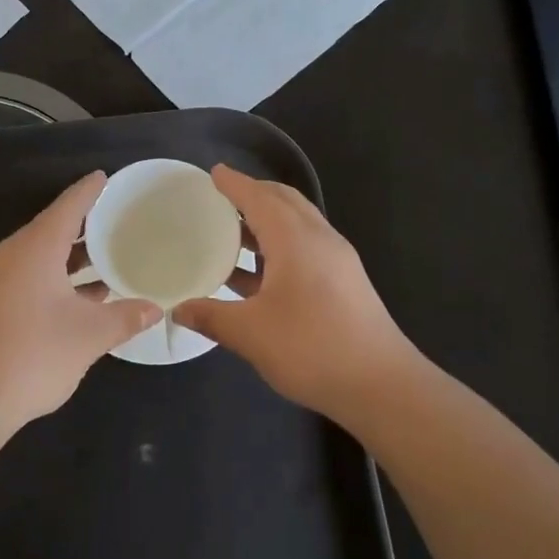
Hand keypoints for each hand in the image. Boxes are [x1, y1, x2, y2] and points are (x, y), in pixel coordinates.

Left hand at [0, 172, 161, 431]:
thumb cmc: (33, 355)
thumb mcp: (89, 336)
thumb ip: (125, 317)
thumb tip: (154, 308)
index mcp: (34, 249)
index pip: (67, 207)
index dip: (89, 191)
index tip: (105, 177)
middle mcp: (10, 257)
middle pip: (51, 231)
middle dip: (85, 227)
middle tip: (119, 221)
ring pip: (39, 258)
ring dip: (71, 259)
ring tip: (108, 260)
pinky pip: (28, 278)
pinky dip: (56, 280)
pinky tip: (81, 298)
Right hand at [172, 165, 416, 420]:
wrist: (381, 385)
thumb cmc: (311, 349)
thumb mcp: (250, 334)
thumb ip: (210, 317)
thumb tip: (177, 309)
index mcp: (296, 240)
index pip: (260, 198)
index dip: (235, 185)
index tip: (214, 173)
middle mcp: (320, 240)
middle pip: (285, 202)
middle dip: (255, 195)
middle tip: (222, 199)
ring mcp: (337, 261)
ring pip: (298, 225)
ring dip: (267, 222)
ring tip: (233, 233)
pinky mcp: (344, 283)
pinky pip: (306, 248)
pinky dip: (279, 246)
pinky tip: (257, 274)